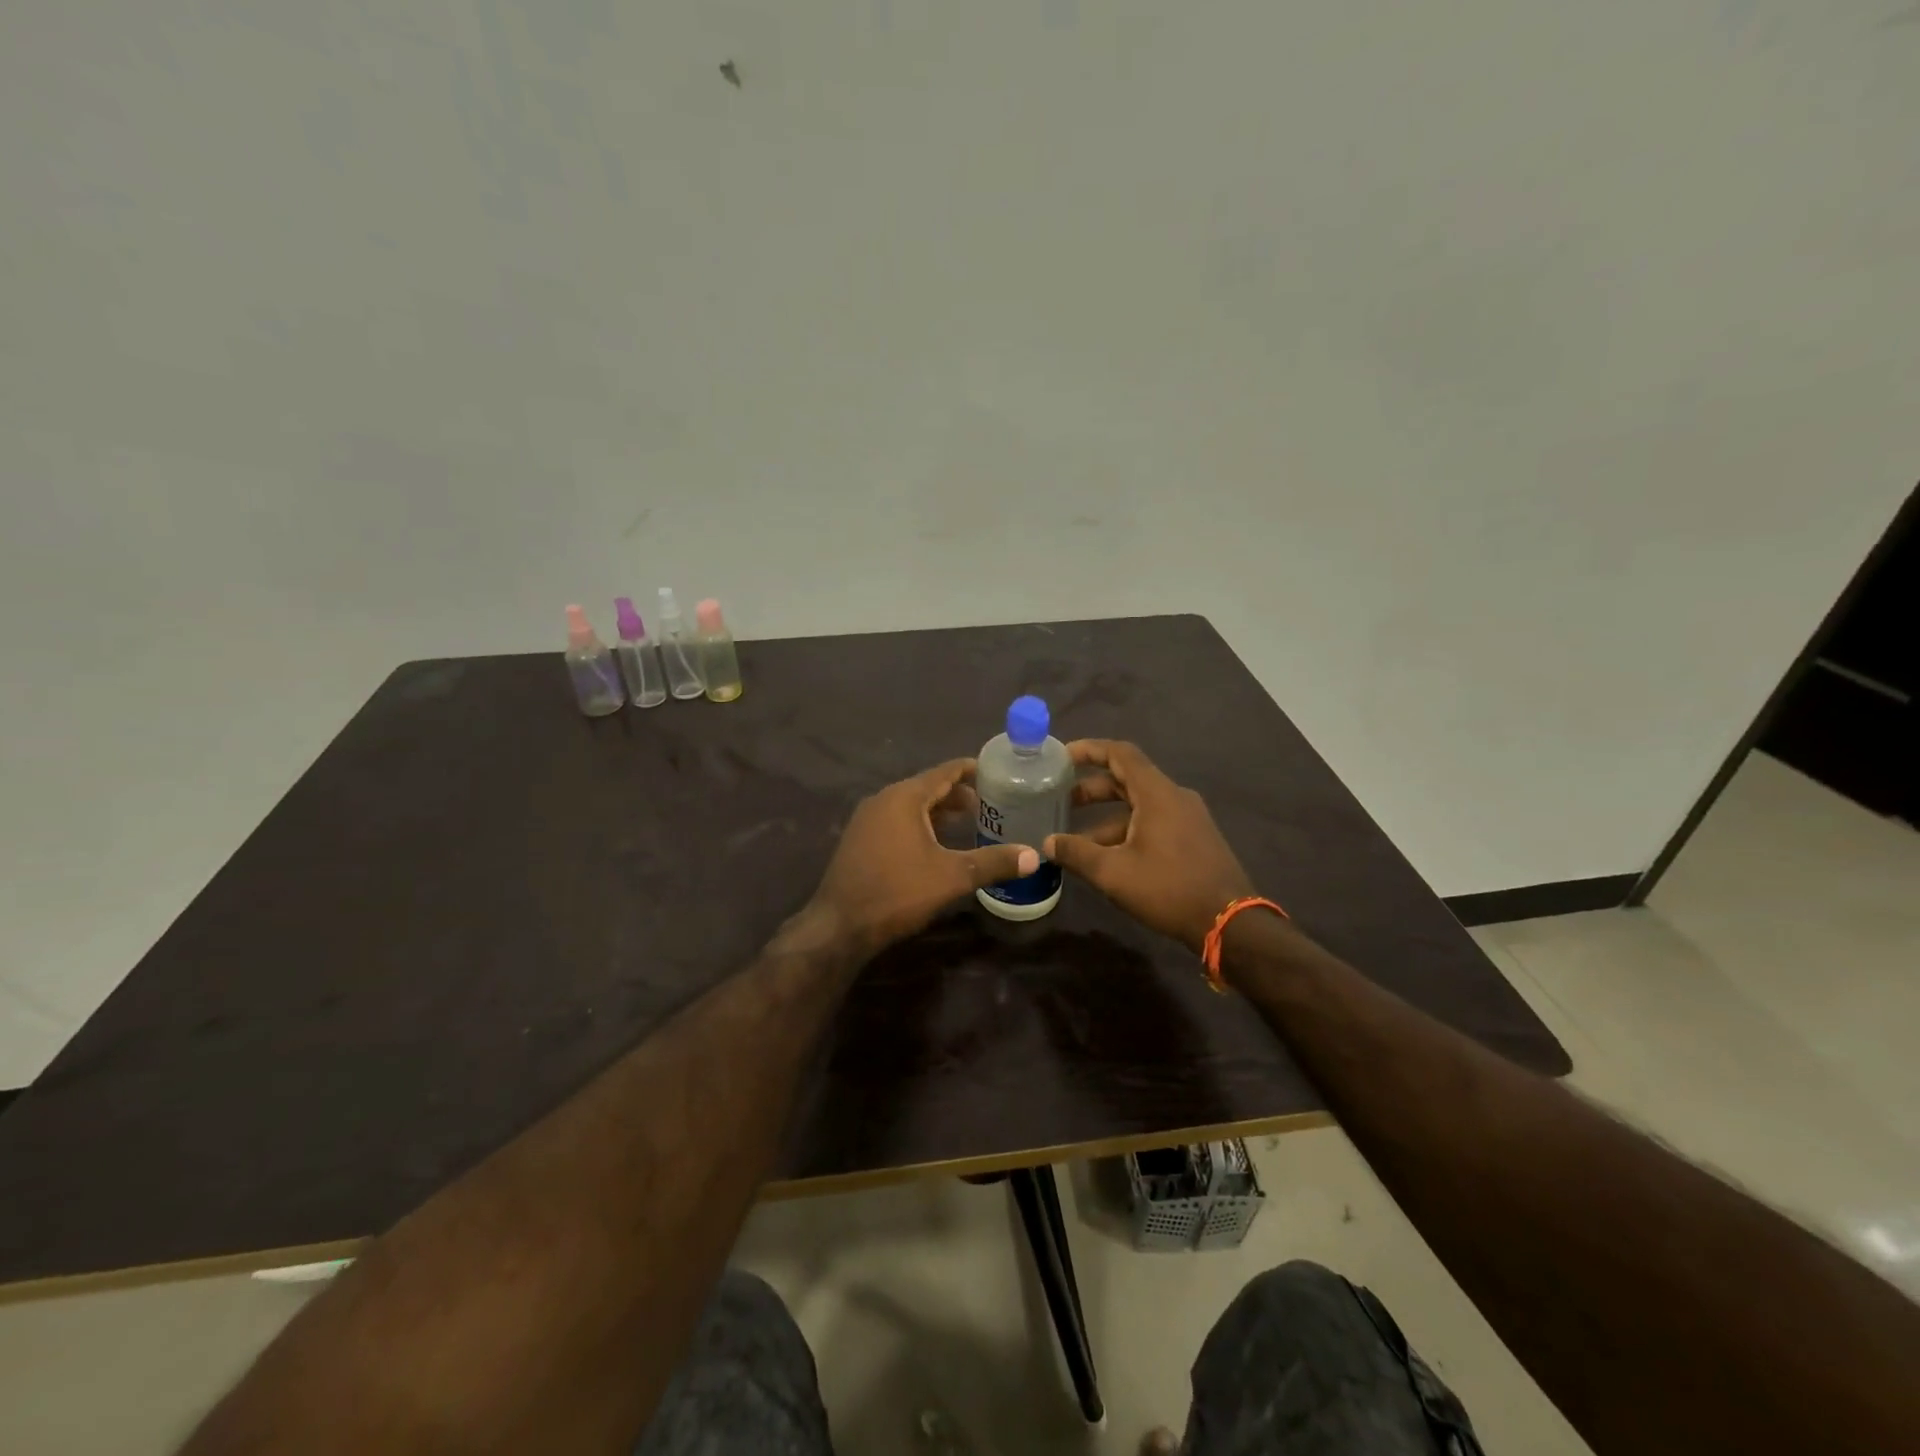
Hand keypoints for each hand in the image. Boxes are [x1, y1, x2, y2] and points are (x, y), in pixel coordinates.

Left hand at [808, 758, 1039, 953]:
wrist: (840, 925)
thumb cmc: (897, 892)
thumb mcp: (952, 877)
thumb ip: (993, 862)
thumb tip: (1035, 856)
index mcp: (904, 797)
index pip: (945, 771)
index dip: (973, 770)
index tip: (999, 772)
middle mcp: (883, 799)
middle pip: (928, 787)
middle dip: (959, 794)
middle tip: (992, 805)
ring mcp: (867, 819)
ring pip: (911, 805)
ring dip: (939, 811)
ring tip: (970, 823)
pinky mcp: (859, 839)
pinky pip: (897, 820)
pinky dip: (920, 823)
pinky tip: (936, 845)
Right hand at [1046, 740, 1255, 951]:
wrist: (1230, 922)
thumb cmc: (1168, 888)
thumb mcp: (1113, 872)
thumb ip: (1076, 853)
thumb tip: (1047, 843)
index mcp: (1157, 793)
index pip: (1120, 754)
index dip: (1089, 750)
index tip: (1062, 757)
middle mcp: (1175, 797)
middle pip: (1127, 780)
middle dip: (1092, 789)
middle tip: (1061, 801)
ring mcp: (1188, 818)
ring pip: (1139, 806)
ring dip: (1106, 818)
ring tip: (1077, 841)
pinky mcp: (1195, 839)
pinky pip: (1154, 822)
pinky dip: (1127, 830)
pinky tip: (1109, 858)